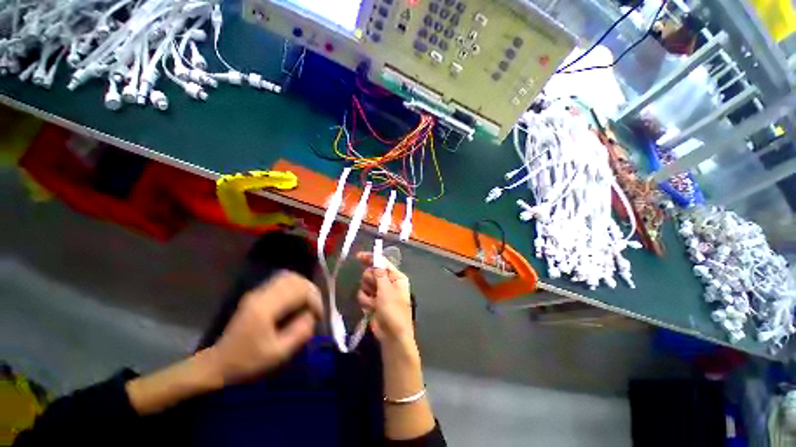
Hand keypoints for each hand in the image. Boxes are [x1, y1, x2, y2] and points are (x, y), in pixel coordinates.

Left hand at [208, 271, 323, 383]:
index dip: (314, 300)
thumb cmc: (247, 361)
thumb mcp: (277, 354)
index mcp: (265, 308)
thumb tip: (311, 316)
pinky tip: (298, 298)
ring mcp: (258, 291)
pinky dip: (295, 286)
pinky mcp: (258, 293)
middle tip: (316, 308)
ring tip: (309, 302)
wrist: (218, 362)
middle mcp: (262, 294)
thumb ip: (299, 333)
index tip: (319, 316)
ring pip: (290, 276)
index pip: (299, 291)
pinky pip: (282, 280)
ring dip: (304, 287)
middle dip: (311, 292)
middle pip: (296, 280)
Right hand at [356, 252, 413, 345]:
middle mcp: (389, 283)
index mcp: (396, 277)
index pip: (382, 263)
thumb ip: (379, 274)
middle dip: (369, 280)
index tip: (358, 256)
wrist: (392, 336)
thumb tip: (375, 261)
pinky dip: (366, 302)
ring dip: (367, 293)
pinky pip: (363, 295)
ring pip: (366, 284)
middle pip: (372, 273)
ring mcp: (380, 293)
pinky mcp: (373, 302)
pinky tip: (371, 309)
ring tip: (374, 302)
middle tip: (373, 288)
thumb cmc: (393, 310)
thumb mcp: (386, 289)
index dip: (371, 258)